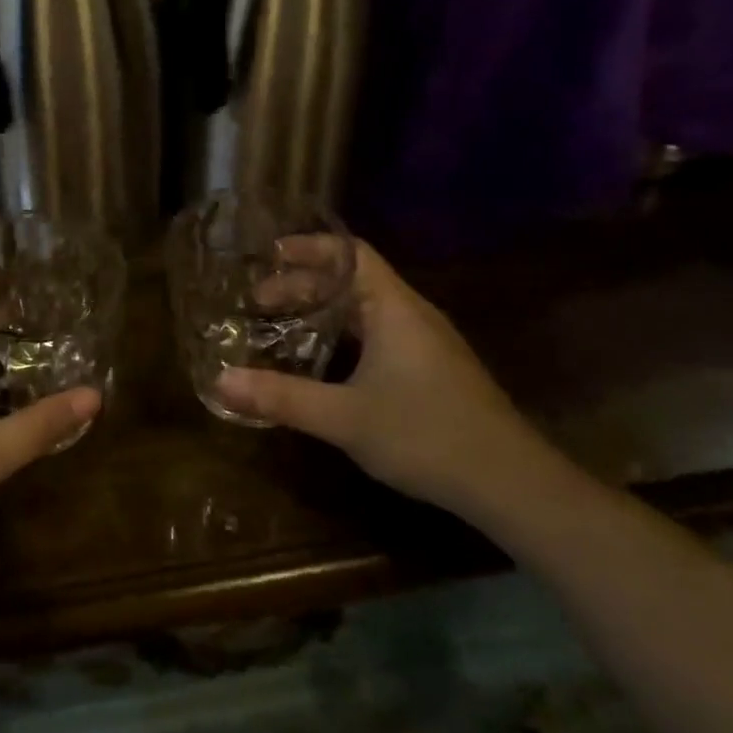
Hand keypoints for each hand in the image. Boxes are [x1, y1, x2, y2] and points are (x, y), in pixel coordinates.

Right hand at [214, 242, 543, 512]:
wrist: (511, 484)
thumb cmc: (426, 434)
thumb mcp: (345, 417)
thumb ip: (282, 397)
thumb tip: (221, 381)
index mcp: (394, 307)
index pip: (350, 253)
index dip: (308, 248)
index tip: (268, 255)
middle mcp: (412, 314)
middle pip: (353, 280)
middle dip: (304, 286)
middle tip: (259, 303)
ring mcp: (427, 342)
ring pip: (367, 309)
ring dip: (324, 311)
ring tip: (283, 326)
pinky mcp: (434, 370)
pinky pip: (380, 333)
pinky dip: (345, 334)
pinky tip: (326, 364)